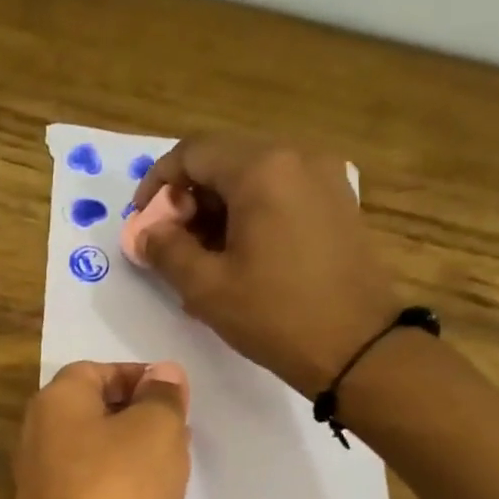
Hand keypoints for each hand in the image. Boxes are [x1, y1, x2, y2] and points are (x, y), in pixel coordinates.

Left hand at [12, 361, 191, 498]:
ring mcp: (43, 487)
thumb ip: (162, 396)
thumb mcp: (157, 428)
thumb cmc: (122, 487)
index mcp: (54, 404)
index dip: (136, 376)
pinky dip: (120, 491)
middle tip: (178, 429)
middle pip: (90, 414)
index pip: (92, 371)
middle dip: (136, 416)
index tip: (174, 394)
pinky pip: (93, 493)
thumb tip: (161, 374)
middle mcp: (38, 441)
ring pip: (93, 456)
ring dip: (131, 456)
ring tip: (172, 466)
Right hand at [132, 136, 398, 398]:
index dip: (157, 183)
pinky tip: (239, 252)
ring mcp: (324, 176)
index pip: (192, 153)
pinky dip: (249, 210)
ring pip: (253, 175)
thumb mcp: (206, 287)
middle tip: (168, 241)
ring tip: (200, 253)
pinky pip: (280, 190)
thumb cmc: (275, 315)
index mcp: (262, 169)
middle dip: (187, 196)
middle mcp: (296, 156)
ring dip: (217, 205)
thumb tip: (144, 232)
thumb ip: (165, 250)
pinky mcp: (337, 200)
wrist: (357, 346)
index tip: (141, 221)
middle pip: (224, 159)